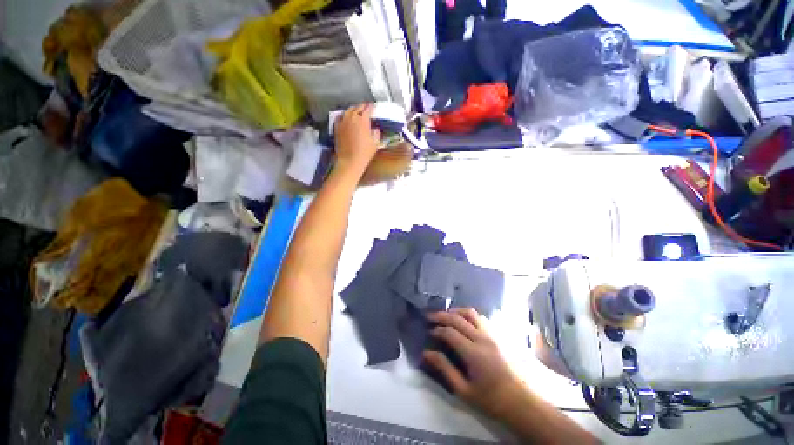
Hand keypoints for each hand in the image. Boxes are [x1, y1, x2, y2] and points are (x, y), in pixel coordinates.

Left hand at [334, 104, 380, 174]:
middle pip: (357, 107)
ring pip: (348, 110)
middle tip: (366, 109)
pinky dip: (344, 115)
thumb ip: (376, 133)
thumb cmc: (364, 153)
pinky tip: (346, 118)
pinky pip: (340, 116)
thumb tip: (375, 129)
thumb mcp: (375, 143)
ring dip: (354, 110)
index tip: (373, 107)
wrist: (349, 161)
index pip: (368, 108)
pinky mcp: (336, 127)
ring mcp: (343, 121)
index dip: (371, 107)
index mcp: (363, 120)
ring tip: (357, 112)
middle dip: (363, 107)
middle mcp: (352, 118)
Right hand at [423, 308, 525, 418]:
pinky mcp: (498, 335)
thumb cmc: (491, 399)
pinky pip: (481, 318)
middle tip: (430, 317)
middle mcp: (482, 338)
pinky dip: (468, 315)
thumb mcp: (464, 390)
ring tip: (446, 316)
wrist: (521, 402)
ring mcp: (492, 334)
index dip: (437, 329)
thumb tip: (427, 353)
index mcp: (473, 353)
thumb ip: (445, 369)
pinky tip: (464, 322)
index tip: (429, 332)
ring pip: (470, 313)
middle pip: (457, 318)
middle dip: (441, 315)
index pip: (450, 332)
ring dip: (455, 311)